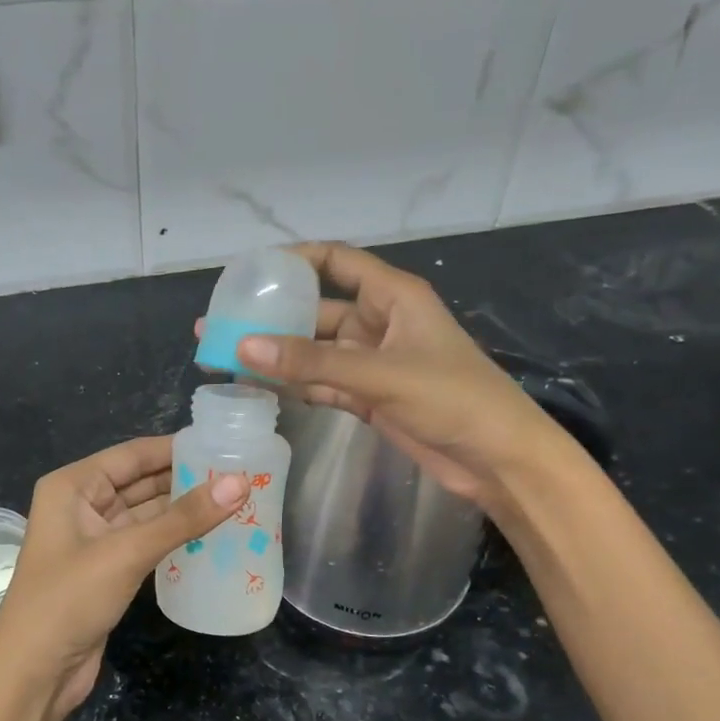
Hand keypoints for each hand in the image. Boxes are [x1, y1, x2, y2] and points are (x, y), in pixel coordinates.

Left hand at [0, 437, 247, 719]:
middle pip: (140, 481)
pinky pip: (146, 541)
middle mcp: (81, 505)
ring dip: (183, 509)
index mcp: (73, 486)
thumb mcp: (127, 553)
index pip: (132, 455)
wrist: (33, 676)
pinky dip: (174, 537)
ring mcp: (94, 539)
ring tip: (236, 499)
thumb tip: (240, 483)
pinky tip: (211, 534)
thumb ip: (183, 518)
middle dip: (185, 478)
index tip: (223, 443)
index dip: (176, 448)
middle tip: (240, 473)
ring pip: (146, 513)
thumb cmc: (68, 600)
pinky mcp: (107, 570)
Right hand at [222, 242, 566, 509]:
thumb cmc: (453, 398)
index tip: (249, 272)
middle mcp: (378, 322)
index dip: (294, 261)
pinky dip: (294, 385)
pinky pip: (321, 382)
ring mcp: (372, 362)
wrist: (498, 460)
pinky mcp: (368, 397)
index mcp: (392, 296)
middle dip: (271, 316)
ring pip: (314, 351)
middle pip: (315, 310)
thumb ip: (312, 362)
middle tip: (221, 324)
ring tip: (225, 356)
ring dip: (277, 355)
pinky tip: (258, 386)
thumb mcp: (381, 374)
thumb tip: (243, 346)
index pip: (336, 261)